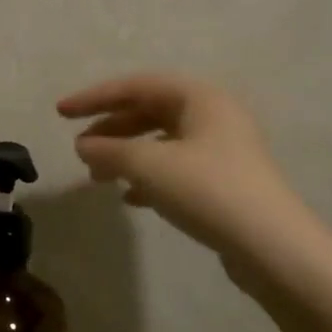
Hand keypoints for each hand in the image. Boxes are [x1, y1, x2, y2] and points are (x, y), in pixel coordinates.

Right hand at [57, 72, 304, 260]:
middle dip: (110, 129)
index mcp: (200, 98)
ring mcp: (221, 150)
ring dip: (125, 155)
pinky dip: (147, 177)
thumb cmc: (207, 191)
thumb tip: (82, 145)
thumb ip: (109, 150)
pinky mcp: (223, 181)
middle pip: (149, 111)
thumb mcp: (149, 165)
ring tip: (97, 176)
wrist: (271, 246)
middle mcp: (214, 116)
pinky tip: (130, 198)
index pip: (136, 85)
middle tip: (79, 148)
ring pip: (160, 142)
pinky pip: (175, 168)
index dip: (94, 97)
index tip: (61, 112)